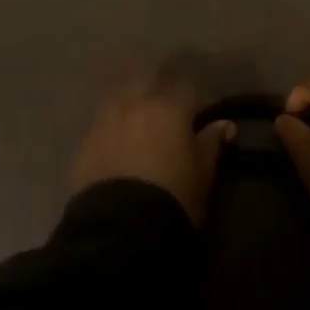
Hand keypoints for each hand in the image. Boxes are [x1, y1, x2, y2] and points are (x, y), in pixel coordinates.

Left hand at [69, 67, 233, 223]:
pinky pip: (101, 123)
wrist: (118, 231)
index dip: (195, 96)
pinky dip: (112, 126)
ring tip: (140, 119)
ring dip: (132, 101)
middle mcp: (135, 104)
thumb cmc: (173, 198)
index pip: (186, 86)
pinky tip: (117, 141)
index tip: (201, 110)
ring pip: (120, 96)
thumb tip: (225, 124)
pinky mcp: (84, 143)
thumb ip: (211, 144)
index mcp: (169, 107)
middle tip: (168, 104)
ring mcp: (105, 121)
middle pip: (147, 78)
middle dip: (159, 84)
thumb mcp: (202, 175)